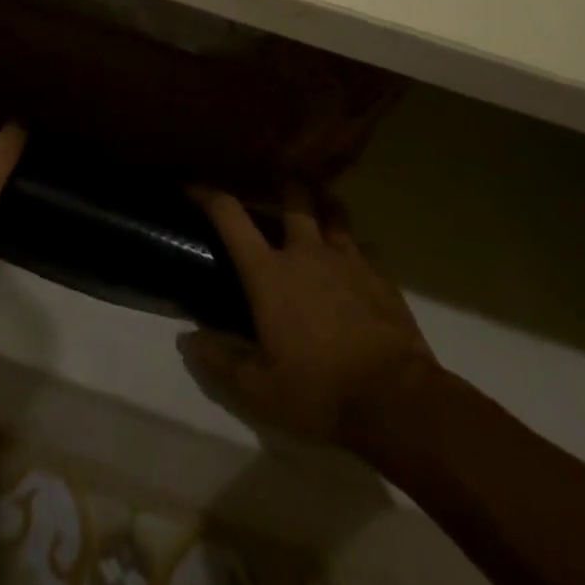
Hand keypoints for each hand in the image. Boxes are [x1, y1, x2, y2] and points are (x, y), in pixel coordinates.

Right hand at [181, 183, 436, 443]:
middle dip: (279, 182)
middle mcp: (306, 252)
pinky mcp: (381, 276)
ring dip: (320, 200)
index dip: (207, 193)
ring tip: (314, 201)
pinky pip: (363, 246)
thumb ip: (220, 362)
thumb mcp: (259, 391)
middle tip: (272, 183)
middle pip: (293, 195)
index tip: (193, 183)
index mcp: (269, 273)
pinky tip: (351, 259)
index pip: (230, 216)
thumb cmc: (320, 392)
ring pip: (333, 210)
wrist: (398, 402)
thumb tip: (187, 340)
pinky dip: (352, 244)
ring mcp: (348, 259)